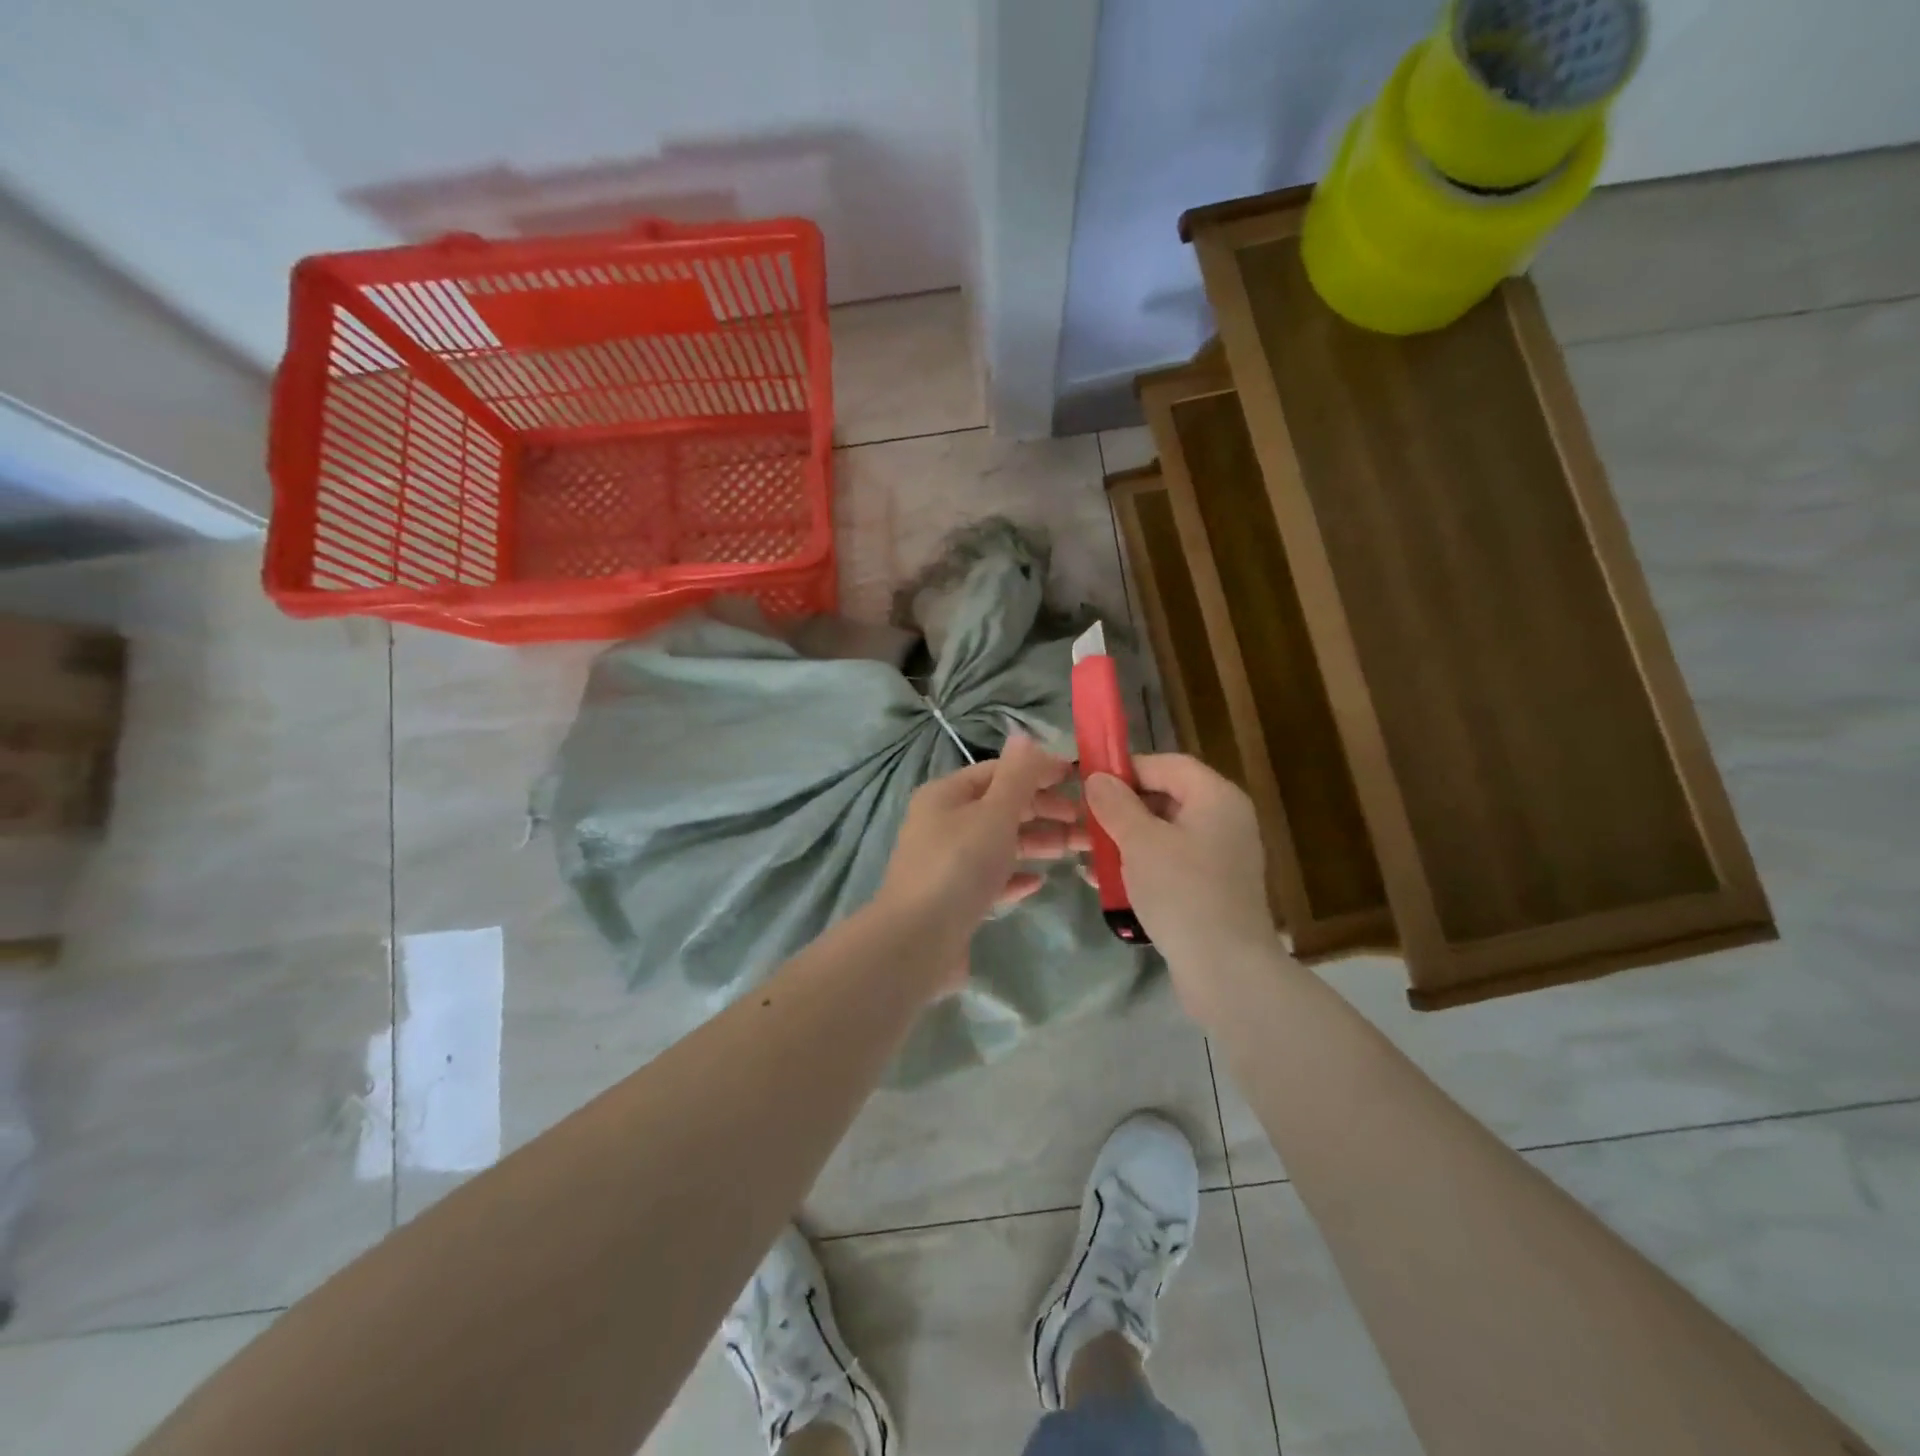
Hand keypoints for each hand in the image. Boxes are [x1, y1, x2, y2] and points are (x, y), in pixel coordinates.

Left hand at [875, 734, 1086, 992]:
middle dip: (1045, 811)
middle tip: (1087, 823)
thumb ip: (1016, 776)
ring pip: (1000, 844)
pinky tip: (1039, 882)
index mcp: (946, 795)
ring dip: (1038, 843)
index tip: (1079, 780)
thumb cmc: (958, 866)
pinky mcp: (954, 899)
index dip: (1039, 771)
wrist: (917, 942)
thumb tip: (1024, 735)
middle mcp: (943, 824)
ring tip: (1077, 850)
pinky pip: (991, 879)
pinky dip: (1015, 876)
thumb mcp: (994, 814)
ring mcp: (947, 863)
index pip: (998, 771)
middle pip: (1002, 808)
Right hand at [1083, 755, 1279, 1001]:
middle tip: (1083, 822)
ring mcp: (1220, 857)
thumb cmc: (1182, 893)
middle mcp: (1224, 820)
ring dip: (1124, 840)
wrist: (1225, 970)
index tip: (1088, 784)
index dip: (1126, 769)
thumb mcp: (1140, 842)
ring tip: (1087, 855)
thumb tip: (1097, 778)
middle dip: (1120, 809)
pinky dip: (1140, 865)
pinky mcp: (1211, 888)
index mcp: (1216, 798)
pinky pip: (1170, 863)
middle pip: (1165, 798)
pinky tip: (1106, 882)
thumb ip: (1115, 804)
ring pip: (1163, 833)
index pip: (1167, 764)